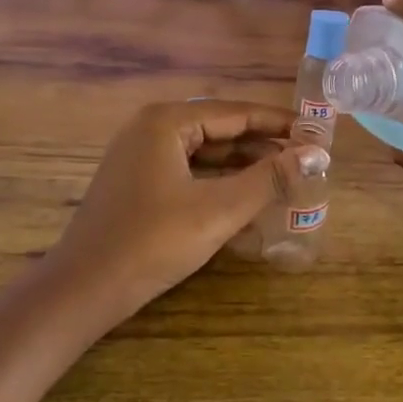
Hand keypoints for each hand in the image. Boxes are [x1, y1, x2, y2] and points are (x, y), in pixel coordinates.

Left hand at [49, 100, 329, 317]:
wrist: (84, 288)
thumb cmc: (153, 242)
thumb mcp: (218, 209)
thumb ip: (268, 178)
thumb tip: (316, 153)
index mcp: (166, 122)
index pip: (236, 112)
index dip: (280, 123)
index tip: (318, 133)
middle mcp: (151, 129)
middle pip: (220, 129)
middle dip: (263, 145)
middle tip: (306, 159)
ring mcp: (139, 156)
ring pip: (204, 153)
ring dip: (242, 165)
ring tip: (285, 178)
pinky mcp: (136, 183)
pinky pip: (188, 172)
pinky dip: (218, 182)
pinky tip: (246, 198)